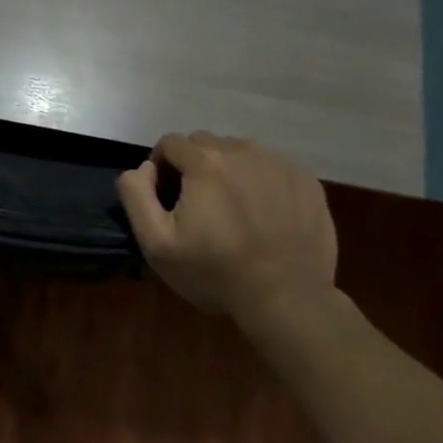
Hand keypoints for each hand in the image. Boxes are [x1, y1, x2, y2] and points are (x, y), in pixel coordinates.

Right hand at [116, 132, 337, 322]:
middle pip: (205, 143)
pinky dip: (260, 181)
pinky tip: (262, 215)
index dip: (162, 167)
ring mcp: (279, 163)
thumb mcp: (156, 243)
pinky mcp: (306, 181)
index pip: (171, 143)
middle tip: (198, 204)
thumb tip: (144, 167)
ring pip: (240, 152)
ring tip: (232, 210)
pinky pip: (271, 167)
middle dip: (193, 165)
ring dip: (227, 170)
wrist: (288, 299)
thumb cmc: (215, 273)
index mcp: (205, 161)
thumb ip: (136, 195)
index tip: (167, 197)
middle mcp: (243, 150)